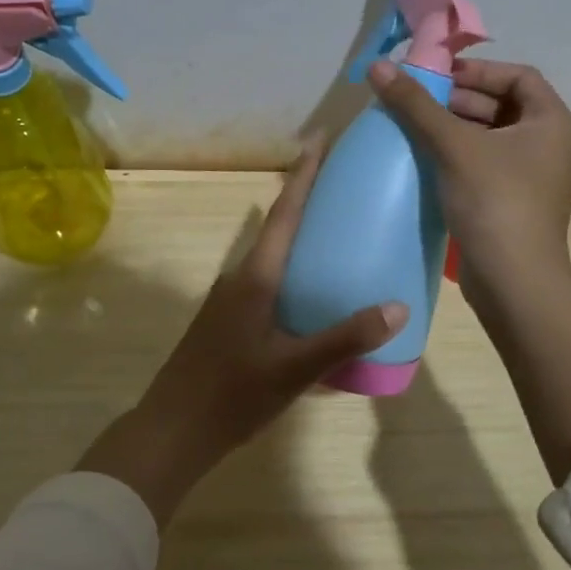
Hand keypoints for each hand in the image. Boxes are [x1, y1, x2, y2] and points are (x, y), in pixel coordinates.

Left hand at [75, 145, 406, 525]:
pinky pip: (269, 284)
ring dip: (302, 240)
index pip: (284, 213)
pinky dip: (295, 275)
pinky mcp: (229, 322)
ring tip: (342, 238)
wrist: (172, 431)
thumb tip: (398, 306)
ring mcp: (231, 301)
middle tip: (349, 187)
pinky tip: (317, 297)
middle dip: (309, 202)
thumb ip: (345, 338)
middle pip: (279, 228)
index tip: (321, 138)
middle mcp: (241, 278)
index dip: (304, 174)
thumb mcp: (294, 369)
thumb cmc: (231, 394)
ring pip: (273, 258)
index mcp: (255, 277)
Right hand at [368, 57, 570, 295]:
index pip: (518, 76)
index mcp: (551, 121)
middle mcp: (547, 143)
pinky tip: (424, 159)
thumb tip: (378, 65)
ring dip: (453, 128)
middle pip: (502, 105)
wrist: (513, 281)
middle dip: (458, 100)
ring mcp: (531, 175)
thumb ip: (416, 105)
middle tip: (415, 100)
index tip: (436, 76)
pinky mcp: (511, 201)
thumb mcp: (454, 146)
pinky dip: (457, 156)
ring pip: (489, 137)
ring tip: (412, 126)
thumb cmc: (494, 202)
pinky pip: (483, 164)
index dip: (477, 70)